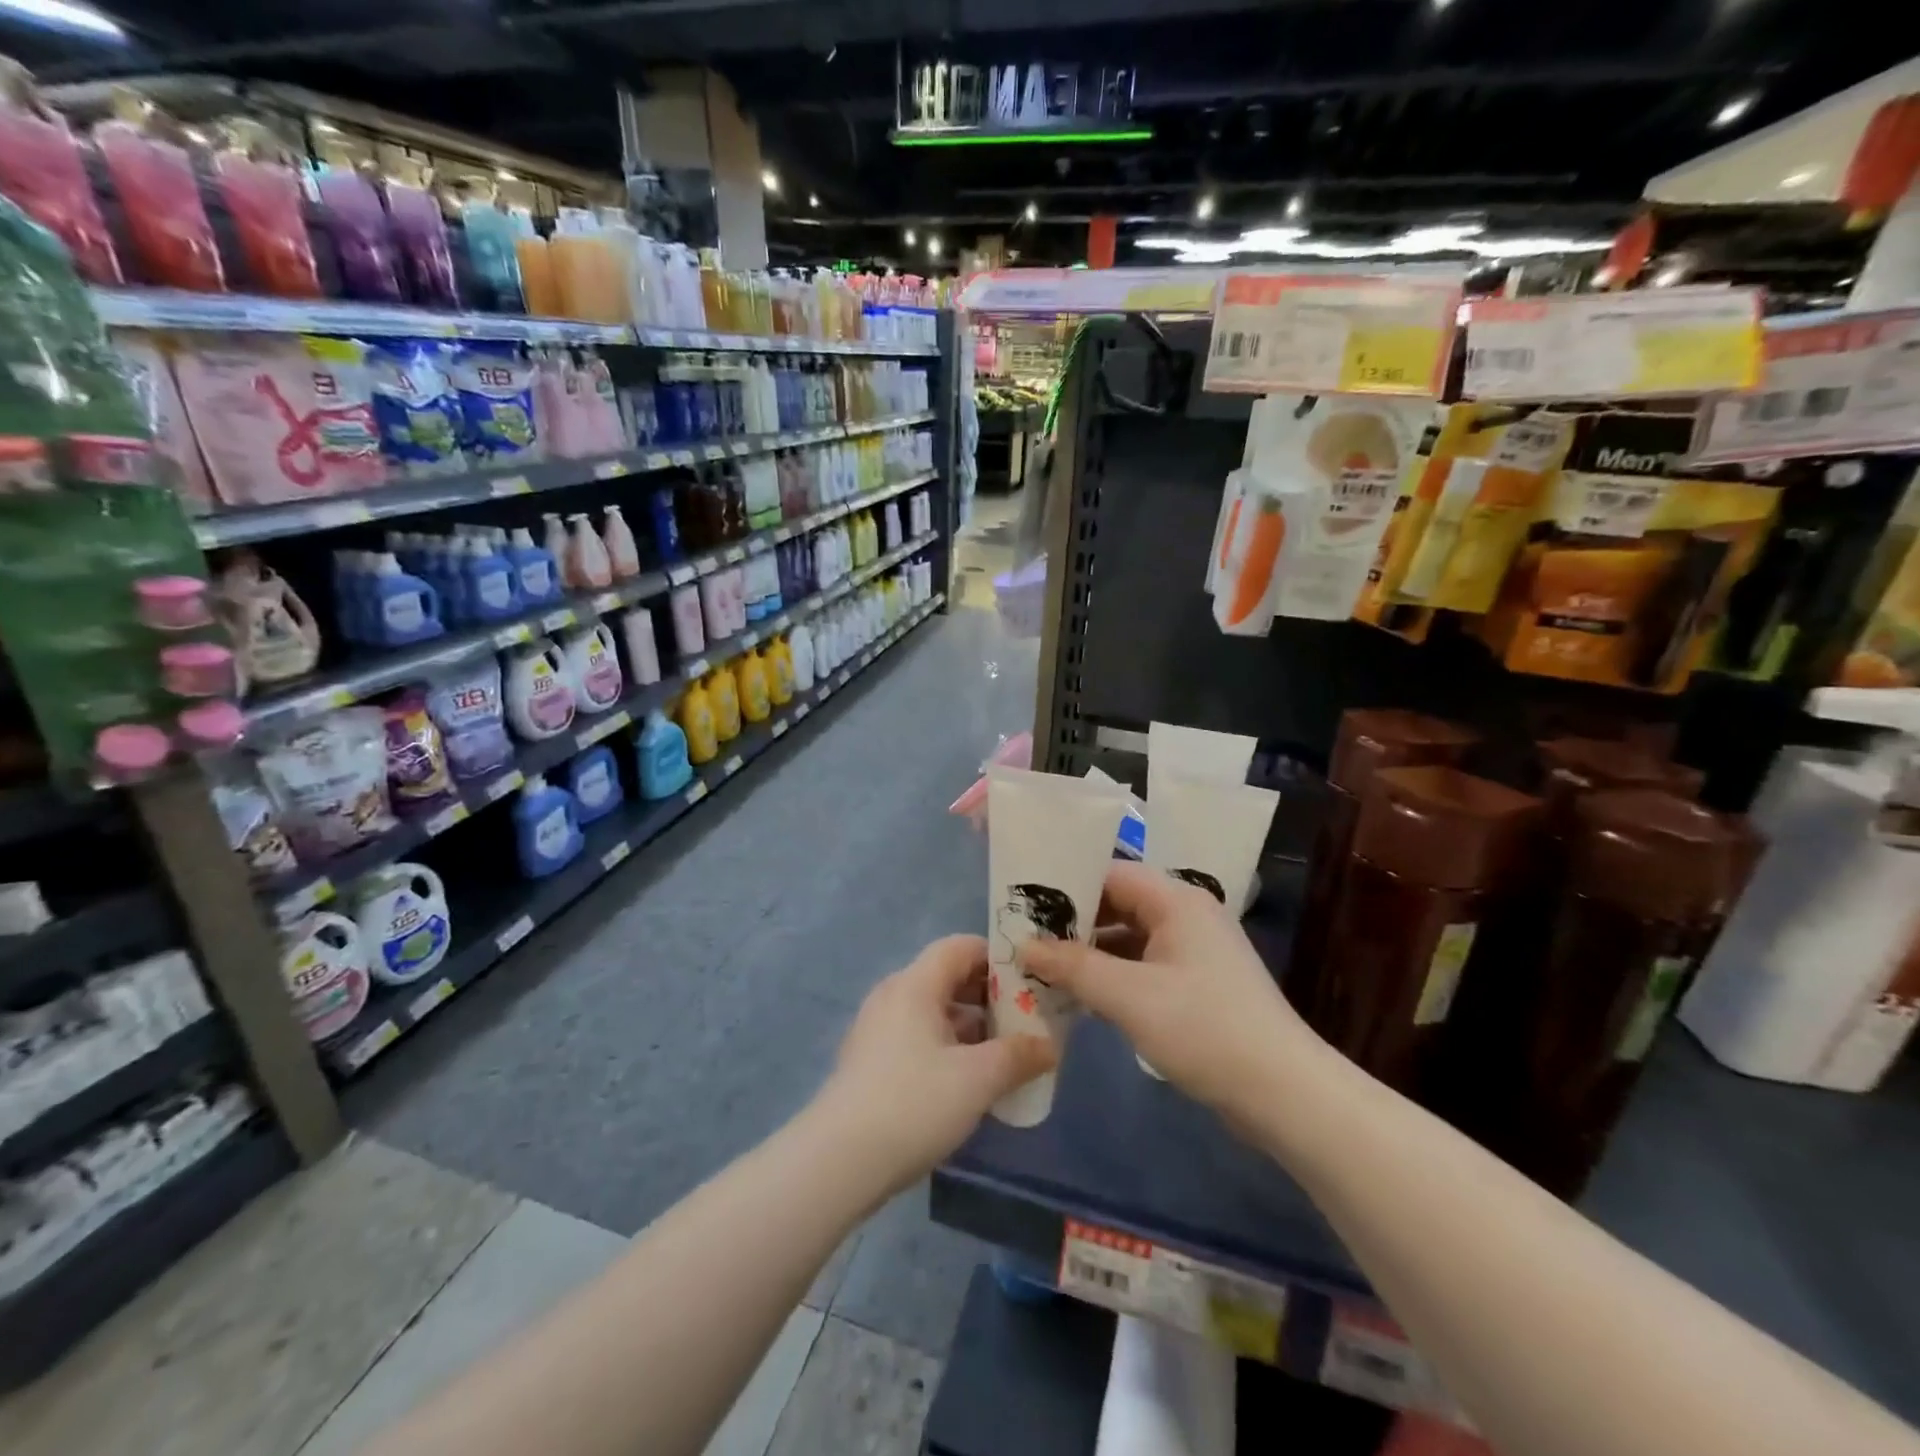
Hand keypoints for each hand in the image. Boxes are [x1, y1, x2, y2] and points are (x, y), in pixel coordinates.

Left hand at [817, 935, 1055, 1188]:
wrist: (839, 1161)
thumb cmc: (914, 1104)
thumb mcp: (977, 1079)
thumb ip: (1018, 1056)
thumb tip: (1049, 1046)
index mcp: (915, 985)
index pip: (960, 947)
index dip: (997, 957)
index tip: (1030, 981)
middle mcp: (893, 996)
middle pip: (947, 977)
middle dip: (989, 996)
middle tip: (1026, 1020)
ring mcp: (877, 1030)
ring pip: (934, 1011)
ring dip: (971, 1026)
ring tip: (1006, 1054)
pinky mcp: (871, 1062)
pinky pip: (918, 1037)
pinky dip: (948, 1047)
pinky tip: (969, 1081)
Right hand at [1019, 862, 1316, 1119]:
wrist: (1284, 1093)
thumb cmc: (1204, 1029)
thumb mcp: (1129, 996)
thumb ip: (1073, 966)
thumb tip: (1024, 945)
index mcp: (1177, 901)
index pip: (1110, 874)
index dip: (1066, 886)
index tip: (1024, 906)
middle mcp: (1186, 916)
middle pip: (1119, 904)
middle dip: (1074, 923)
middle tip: (1026, 940)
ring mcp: (1194, 952)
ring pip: (1129, 938)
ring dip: (1090, 953)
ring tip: (1043, 968)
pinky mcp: (1197, 985)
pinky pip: (1143, 966)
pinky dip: (1112, 976)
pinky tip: (1081, 996)